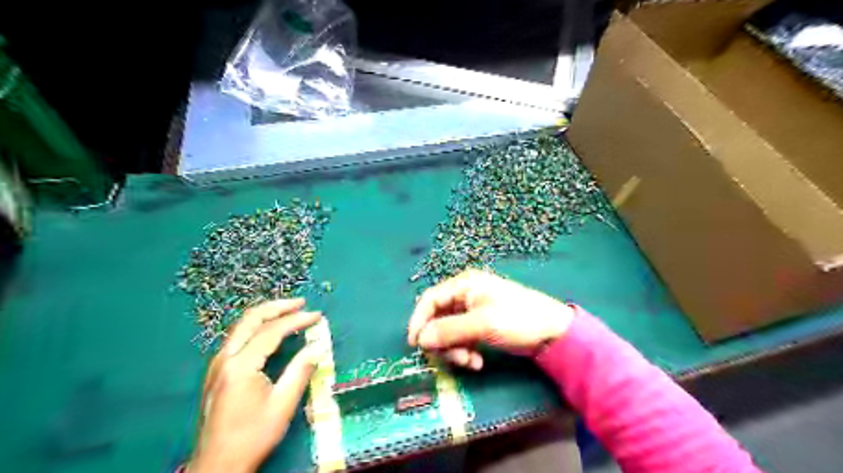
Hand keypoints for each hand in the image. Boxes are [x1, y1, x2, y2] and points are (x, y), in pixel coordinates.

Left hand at [189, 299, 323, 472]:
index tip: (317, 315)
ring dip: (266, 314)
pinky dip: (256, 326)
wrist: (217, 465)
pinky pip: (237, 338)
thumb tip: (318, 346)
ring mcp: (217, 364)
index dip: (297, 320)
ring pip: (241, 326)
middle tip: (301, 303)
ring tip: (289, 311)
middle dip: (277, 306)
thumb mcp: (282, 405)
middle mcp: (224, 359)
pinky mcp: (217, 372)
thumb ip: (300, 370)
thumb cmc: (252, 436)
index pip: (272, 331)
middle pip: (250, 319)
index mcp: (241, 366)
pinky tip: (269, 330)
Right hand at [406, 270, 575, 368]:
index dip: (419, 321)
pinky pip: (462, 338)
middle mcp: (465, 294)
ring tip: (471, 362)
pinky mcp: (480, 325)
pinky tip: (478, 362)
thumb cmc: (517, 319)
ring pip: (449, 332)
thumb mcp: (482, 324)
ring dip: (455, 350)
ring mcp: (473, 311)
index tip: (415, 344)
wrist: (553, 332)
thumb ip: (449, 331)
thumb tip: (420, 340)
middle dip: (443, 341)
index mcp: (464, 285)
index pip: (430, 299)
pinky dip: (465, 351)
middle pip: (438, 318)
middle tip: (455, 359)